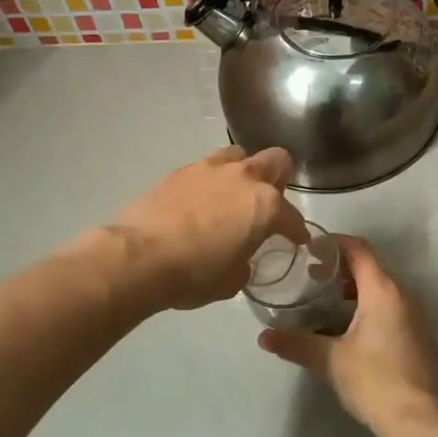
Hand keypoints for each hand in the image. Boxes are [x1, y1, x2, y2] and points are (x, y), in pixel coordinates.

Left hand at [98, 146, 311, 310]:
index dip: (297, 231)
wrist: (140, 258)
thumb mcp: (232, 280)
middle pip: (275, 161)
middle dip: (278, 180)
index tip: (297, 240)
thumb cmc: (194, 275)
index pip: (292, 217)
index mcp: (265, 206)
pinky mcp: (180, 171)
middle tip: (268, 204)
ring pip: (238, 156)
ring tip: (233, 195)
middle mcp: (243, 178)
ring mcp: (209, 169)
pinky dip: (210, 182)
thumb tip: (240, 256)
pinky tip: (201, 202)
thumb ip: (245, 260)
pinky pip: (206, 168)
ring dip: (243, 172)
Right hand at [258, 236, 437, 432]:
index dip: (335, 243)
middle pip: (371, 269)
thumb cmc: (373, 380)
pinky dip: (371, 309)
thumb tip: (264, 337)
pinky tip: (351, 331)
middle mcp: (404, 296)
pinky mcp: (420, 338)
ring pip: (383, 291)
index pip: (359, 250)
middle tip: (312, 280)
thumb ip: (296, 343)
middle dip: (341, 270)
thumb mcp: (328, 360)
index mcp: (382, 291)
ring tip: (326, 305)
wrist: (417, 421)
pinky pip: (393, 310)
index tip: (312, 249)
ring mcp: (416, 317)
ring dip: (356, 292)